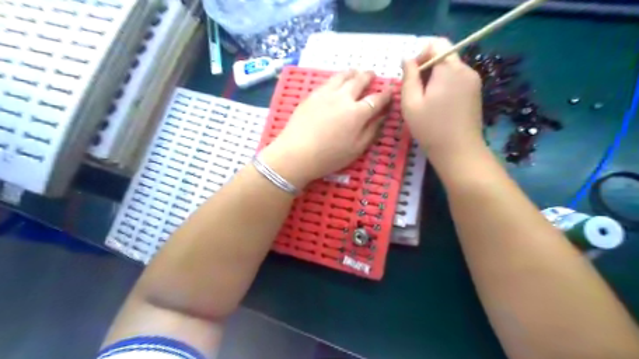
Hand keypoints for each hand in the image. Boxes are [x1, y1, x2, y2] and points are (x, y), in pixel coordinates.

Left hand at [261, 68, 391, 187]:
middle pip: (359, 81)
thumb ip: (371, 131)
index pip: (377, 99)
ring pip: (342, 77)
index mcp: (358, 113)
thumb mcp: (356, 149)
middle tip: (372, 74)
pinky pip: (327, 81)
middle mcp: (343, 98)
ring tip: (356, 71)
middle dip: (368, 76)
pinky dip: (336, 78)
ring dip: (352, 73)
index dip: (386, 94)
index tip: (390, 91)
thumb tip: (382, 117)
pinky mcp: (312, 95)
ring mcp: (326, 94)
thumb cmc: (329, 157)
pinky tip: (336, 81)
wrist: (296, 153)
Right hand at [401, 37, 487, 159]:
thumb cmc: (430, 128)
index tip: (411, 77)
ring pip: (450, 69)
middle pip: (444, 56)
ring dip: (435, 79)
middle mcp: (466, 69)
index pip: (436, 44)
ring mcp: (474, 81)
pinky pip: (457, 80)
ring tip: (425, 102)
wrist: (459, 152)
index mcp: (449, 69)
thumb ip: (408, 77)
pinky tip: (438, 107)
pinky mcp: (476, 93)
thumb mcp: (410, 103)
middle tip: (415, 93)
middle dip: (426, 69)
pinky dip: (445, 86)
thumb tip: (407, 58)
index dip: (420, 55)